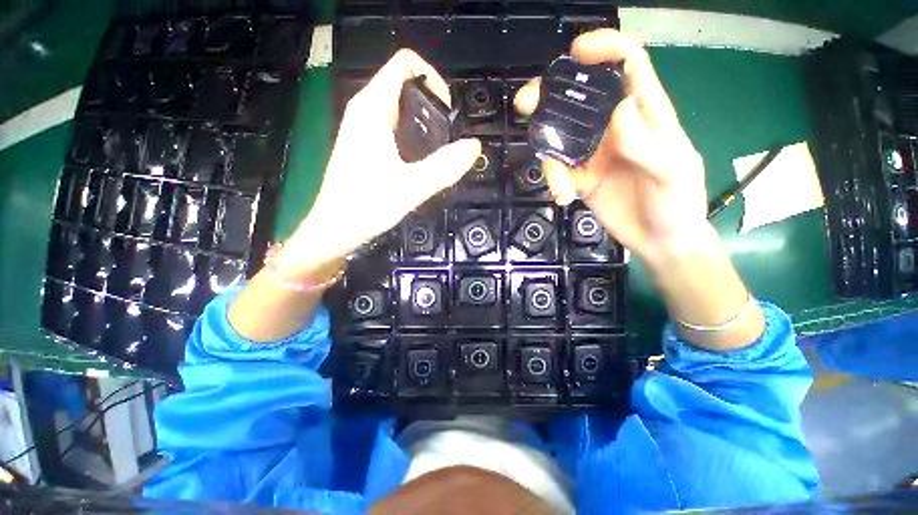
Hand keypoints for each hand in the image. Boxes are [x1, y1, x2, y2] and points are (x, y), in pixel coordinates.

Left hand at [277, 49, 480, 275]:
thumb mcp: (411, 187)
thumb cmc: (367, 205)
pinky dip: (413, 136)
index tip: (449, 114)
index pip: (405, 64)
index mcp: (373, 108)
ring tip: (439, 152)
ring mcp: (363, 127)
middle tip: (448, 139)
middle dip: (433, 106)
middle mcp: (365, 109)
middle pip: (405, 85)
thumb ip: (444, 166)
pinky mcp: (365, 145)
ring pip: (401, 108)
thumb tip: (474, 147)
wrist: (336, 229)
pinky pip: (394, 127)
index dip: (433, 79)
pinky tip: (421, 162)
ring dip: (425, 123)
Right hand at [515, 30, 708, 263]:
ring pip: (559, 137)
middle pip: (579, 98)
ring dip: (548, 155)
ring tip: (559, 184)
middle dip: (550, 96)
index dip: (605, 49)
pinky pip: (558, 171)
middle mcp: (614, 128)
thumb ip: (647, 144)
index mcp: (645, 114)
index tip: (576, 53)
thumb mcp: (672, 172)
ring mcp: (594, 153)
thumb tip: (619, 108)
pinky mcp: (580, 177)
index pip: (628, 66)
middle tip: (526, 104)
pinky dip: (554, 181)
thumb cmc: (677, 203)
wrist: (660, 240)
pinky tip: (562, 197)